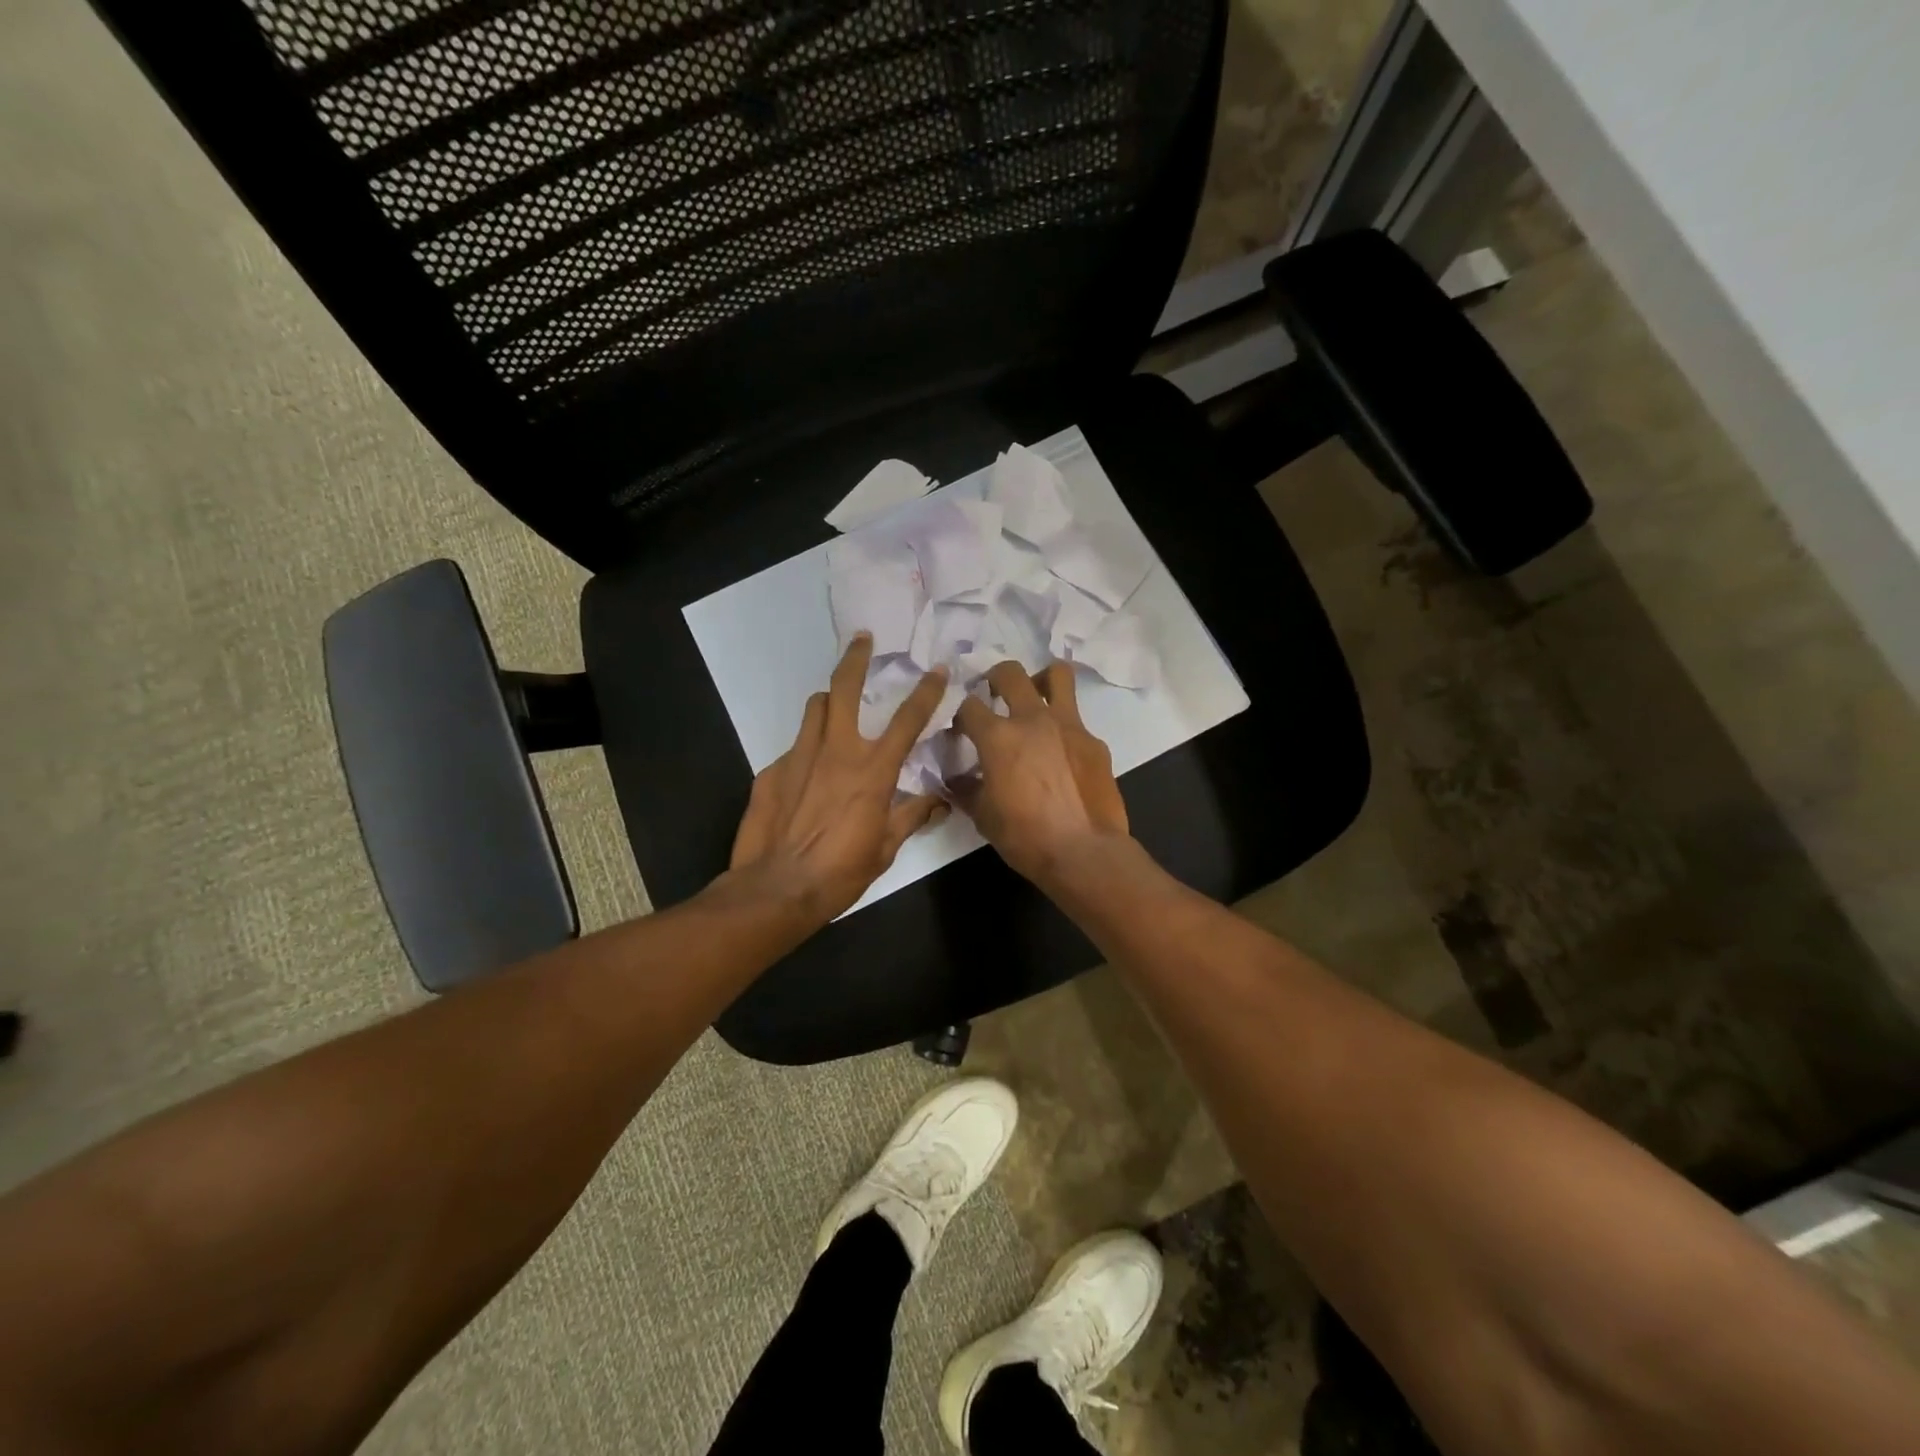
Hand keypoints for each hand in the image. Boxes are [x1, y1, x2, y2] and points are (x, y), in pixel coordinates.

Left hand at [729, 633, 949, 921]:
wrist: (777, 887)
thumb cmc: (841, 871)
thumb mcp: (886, 848)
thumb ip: (912, 816)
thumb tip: (938, 802)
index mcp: (873, 770)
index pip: (907, 720)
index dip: (926, 692)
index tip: (936, 670)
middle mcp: (837, 751)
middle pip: (844, 687)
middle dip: (855, 658)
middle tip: (862, 639)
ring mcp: (799, 756)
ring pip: (815, 708)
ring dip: (829, 702)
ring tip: (834, 708)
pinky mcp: (772, 770)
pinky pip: (794, 748)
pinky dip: (806, 751)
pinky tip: (805, 776)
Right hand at [950, 661, 1129, 884]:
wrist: (1085, 852)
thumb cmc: (1026, 837)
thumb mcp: (983, 817)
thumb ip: (966, 790)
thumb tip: (955, 779)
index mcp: (998, 737)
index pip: (968, 706)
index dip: (958, 714)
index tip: (959, 729)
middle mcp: (1032, 719)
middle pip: (1009, 673)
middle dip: (994, 677)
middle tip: (992, 694)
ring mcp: (1068, 725)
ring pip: (1056, 675)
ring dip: (1040, 679)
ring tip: (1034, 696)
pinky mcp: (1094, 741)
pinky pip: (1076, 719)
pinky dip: (1062, 727)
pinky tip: (1060, 752)